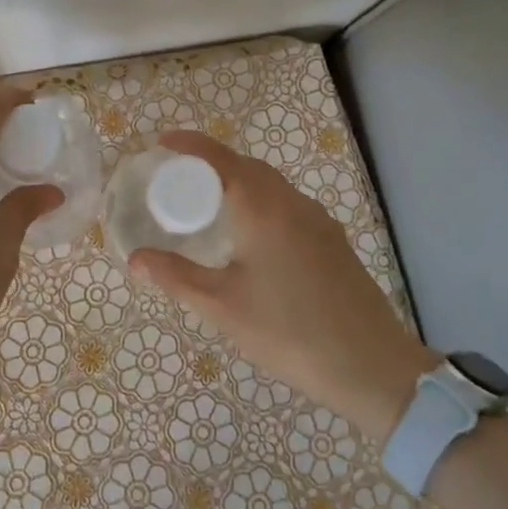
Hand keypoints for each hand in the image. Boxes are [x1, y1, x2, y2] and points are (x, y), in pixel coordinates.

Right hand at [128, 132, 438, 439]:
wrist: (372, 366)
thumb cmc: (288, 331)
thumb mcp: (222, 306)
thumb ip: (176, 277)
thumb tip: (135, 258)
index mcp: (263, 209)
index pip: (221, 159)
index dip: (191, 145)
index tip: (164, 142)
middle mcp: (293, 204)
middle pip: (248, 167)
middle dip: (214, 163)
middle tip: (182, 178)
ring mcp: (319, 222)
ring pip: (273, 186)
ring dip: (240, 182)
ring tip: (212, 204)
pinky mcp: (333, 242)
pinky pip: (289, 205)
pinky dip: (262, 203)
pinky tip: (253, 237)